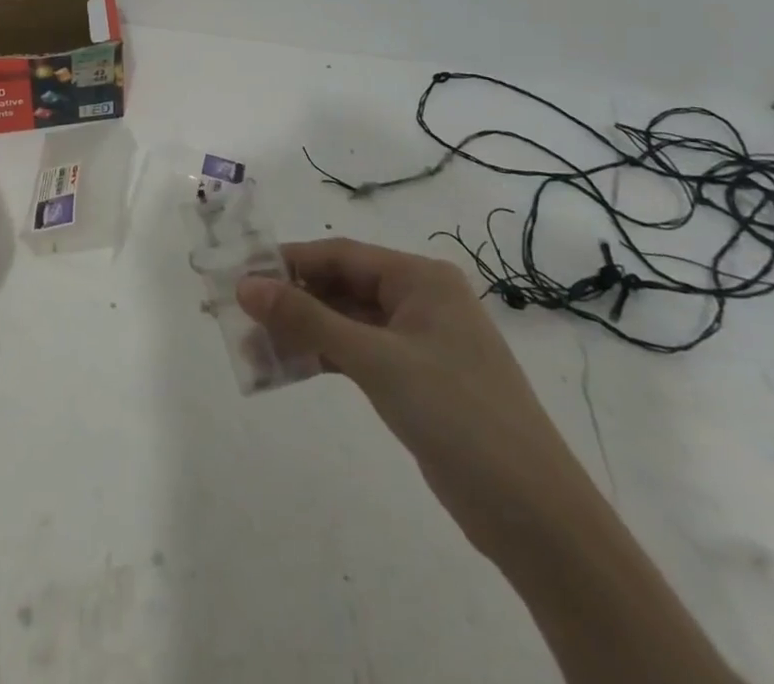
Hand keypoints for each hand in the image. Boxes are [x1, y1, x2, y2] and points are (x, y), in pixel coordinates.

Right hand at [237, 239, 596, 560]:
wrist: (536, 517)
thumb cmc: (457, 415)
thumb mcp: (376, 361)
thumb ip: (307, 319)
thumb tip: (245, 286)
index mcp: (420, 278)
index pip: (340, 255)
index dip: (288, 262)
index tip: (240, 275)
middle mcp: (419, 300)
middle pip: (341, 287)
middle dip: (290, 300)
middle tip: (238, 315)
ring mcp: (419, 341)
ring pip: (346, 322)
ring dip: (302, 332)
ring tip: (252, 347)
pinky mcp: (415, 379)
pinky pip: (358, 354)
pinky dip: (324, 358)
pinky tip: (288, 368)